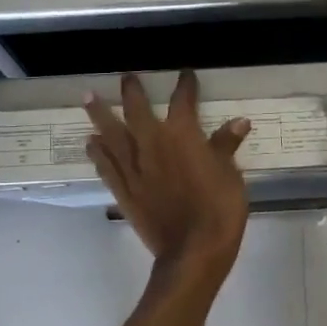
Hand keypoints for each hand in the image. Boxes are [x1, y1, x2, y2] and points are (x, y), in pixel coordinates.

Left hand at [85, 71, 251, 277]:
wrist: (192, 251)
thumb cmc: (219, 209)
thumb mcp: (230, 174)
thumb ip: (226, 146)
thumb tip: (238, 122)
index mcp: (182, 135)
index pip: (183, 101)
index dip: (185, 86)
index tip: (185, 74)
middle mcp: (152, 144)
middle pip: (136, 110)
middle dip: (132, 91)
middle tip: (126, 77)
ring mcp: (133, 168)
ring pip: (111, 134)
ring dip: (99, 114)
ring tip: (88, 98)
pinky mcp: (123, 190)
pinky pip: (106, 166)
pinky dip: (97, 152)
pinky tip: (90, 143)